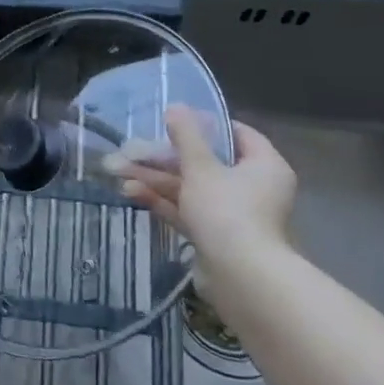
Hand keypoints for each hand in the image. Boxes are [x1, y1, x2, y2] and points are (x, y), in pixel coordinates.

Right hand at [111, 109, 296, 271]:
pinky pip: (188, 212)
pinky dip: (163, 202)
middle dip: (165, 158)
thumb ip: (186, 136)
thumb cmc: (227, 210)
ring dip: (157, 180)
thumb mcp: (201, 167)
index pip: (238, 134)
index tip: (174, 122)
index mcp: (264, 166)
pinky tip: (130, 193)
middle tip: (134, 150)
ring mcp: (234, 215)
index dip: (206, 125)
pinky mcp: (216, 237)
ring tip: (120, 171)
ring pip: (192, 189)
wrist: (240, 277)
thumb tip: (176, 106)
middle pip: (206, 163)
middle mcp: (254, 188)